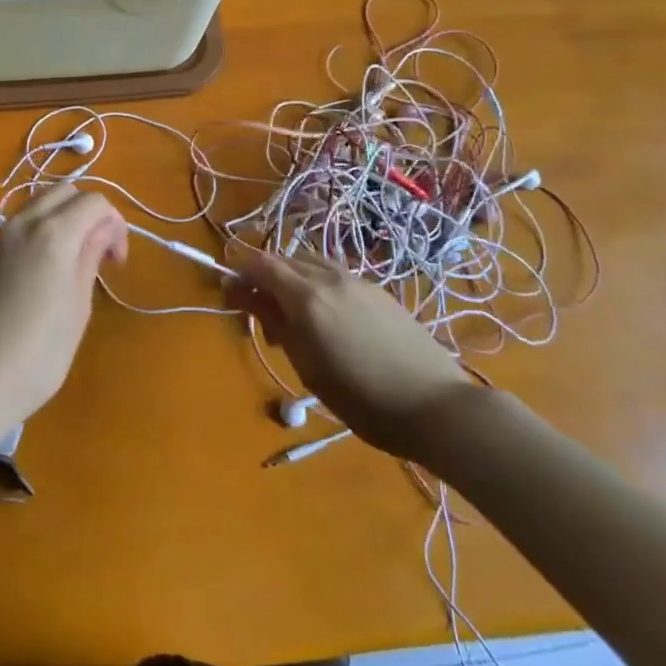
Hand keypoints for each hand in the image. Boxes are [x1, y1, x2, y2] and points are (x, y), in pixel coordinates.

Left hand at [0, 186, 127, 434]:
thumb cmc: (38, 353)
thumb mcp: (78, 307)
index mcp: (54, 233)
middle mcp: (21, 224)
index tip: (116, 263)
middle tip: (96, 251)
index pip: (94, 201)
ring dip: (58, 221)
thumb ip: (90, 258)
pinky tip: (32, 281)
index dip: (115, 225)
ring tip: (66, 264)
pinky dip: (32, 240)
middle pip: (62, 192)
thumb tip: (101, 231)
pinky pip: (12, 233)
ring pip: (33, 208)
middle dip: (86, 212)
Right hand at [227, 249, 474, 458]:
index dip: (238, 273)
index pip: (260, 264)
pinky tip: (329, 320)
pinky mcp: (379, 290)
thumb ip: (274, 323)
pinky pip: (335, 275)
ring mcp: (358, 280)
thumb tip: (244, 294)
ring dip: (292, 279)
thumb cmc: (362, 398)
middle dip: (264, 278)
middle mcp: (329, 277)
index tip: (229, 297)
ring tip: (296, 318)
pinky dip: (318, 285)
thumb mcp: (307, 365)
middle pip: (284, 259)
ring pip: (311, 263)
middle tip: (262, 317)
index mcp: (307, 296)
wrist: (436, 405)